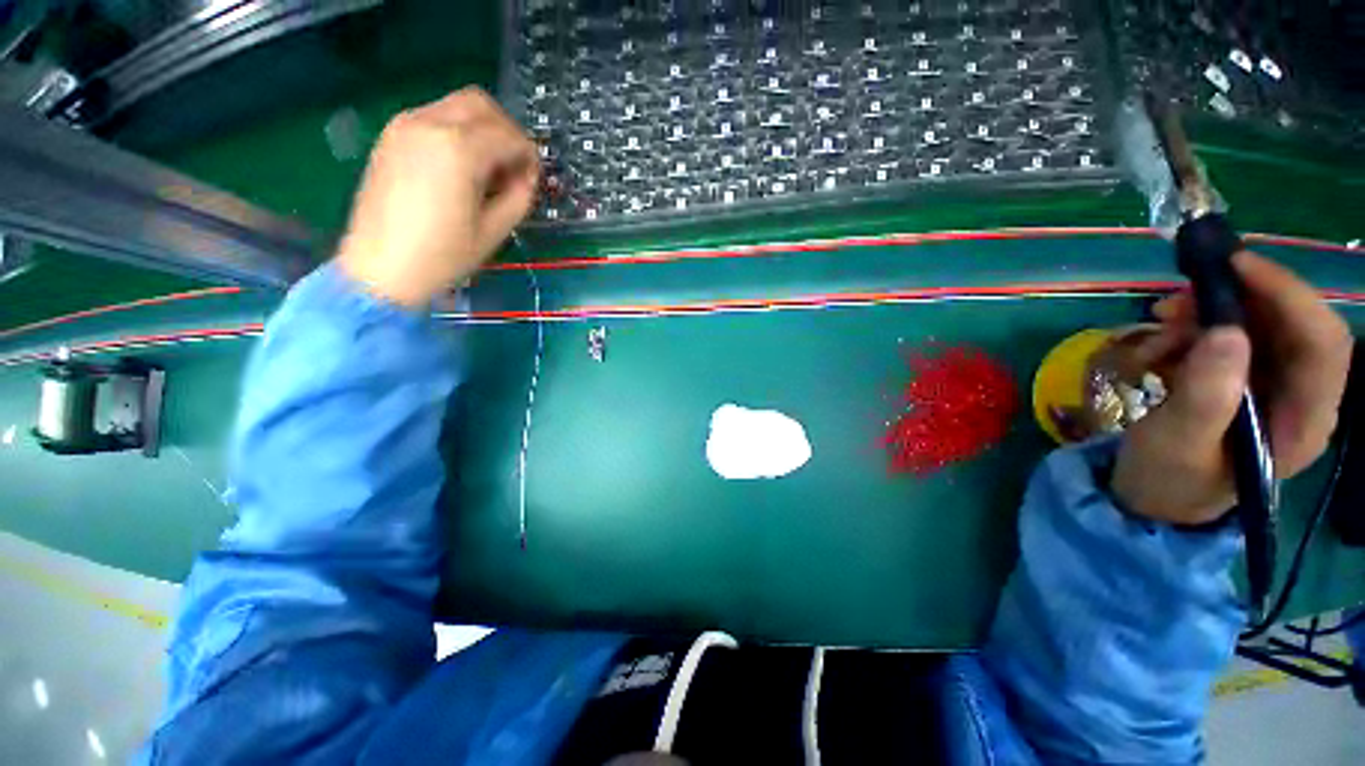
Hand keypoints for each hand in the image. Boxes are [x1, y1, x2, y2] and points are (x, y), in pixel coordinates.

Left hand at [338, 87, 538, 306]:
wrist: (381, 268)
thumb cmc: (443, 255)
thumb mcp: (495, 230)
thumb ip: (519, 196)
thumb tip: (527, 177)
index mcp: (459, 149)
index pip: (508, 135)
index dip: (528, 156)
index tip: (533, 179)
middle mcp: (430, 124)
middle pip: (480, 103)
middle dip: (506, 130)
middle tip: (514, 166)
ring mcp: (405, 126)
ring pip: (455, 106)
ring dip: (481, 129)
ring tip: (487, 170)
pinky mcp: (391, 136)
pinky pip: (434, 117)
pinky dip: (456, 132)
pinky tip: (460, 167)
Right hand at [1111, 252, 1352, 524]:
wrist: (1155, 497)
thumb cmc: (1168, 479)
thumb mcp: (1177, 444)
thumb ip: (1205, 396)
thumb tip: (1226, 333)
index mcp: (1303, 422)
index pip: (1322, 343)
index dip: (1288, 295)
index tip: (1233, 265)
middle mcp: (1303, 397)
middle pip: (1294, 325)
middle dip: (1240, 299)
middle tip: (1178, 298)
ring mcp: (1277, 388)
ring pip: (1262, 324)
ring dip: (1211, 312)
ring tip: (1160, 323)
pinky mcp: (1250, 380)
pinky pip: (1235, 335)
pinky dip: (1197, 327)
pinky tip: (1162, 344)